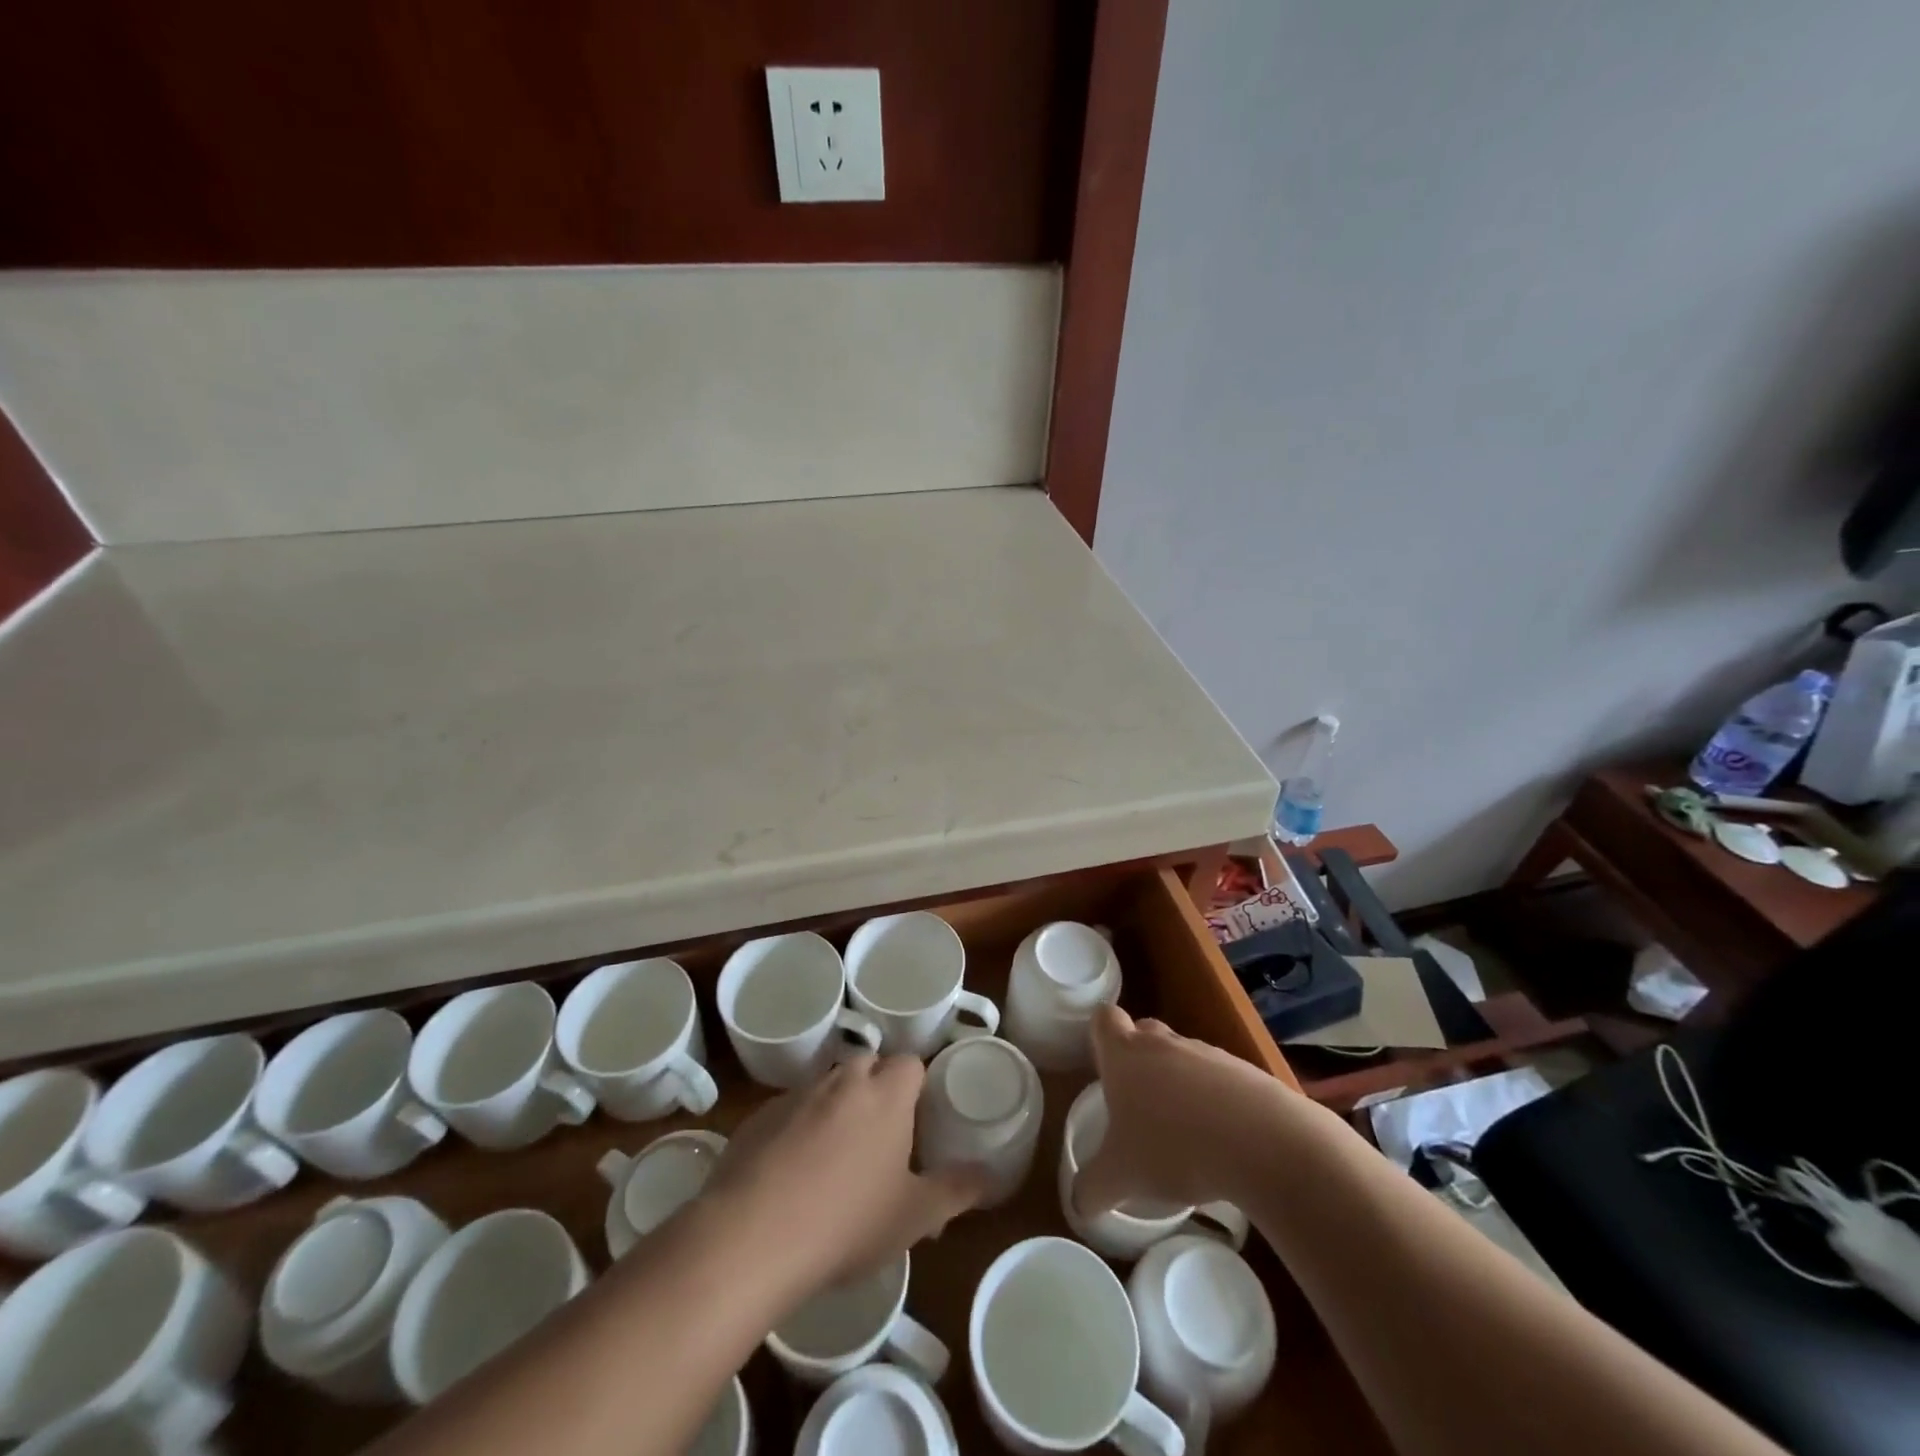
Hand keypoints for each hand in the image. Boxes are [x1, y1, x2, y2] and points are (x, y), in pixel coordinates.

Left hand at [703, 1053, 987, 1298]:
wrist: (753, 1236)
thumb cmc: (848, 1221)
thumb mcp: (914, 1216)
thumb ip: (957, 1190)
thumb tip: (992, 1175)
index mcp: (886, 1094)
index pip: (910, 1064)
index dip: (916, 1086)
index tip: (917, 1118)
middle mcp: (842, 1080)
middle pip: (867, 1065)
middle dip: (875, 1089)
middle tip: (880, 1138)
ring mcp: (796, 1095)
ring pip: (826, 1086)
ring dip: (835, 1108)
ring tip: (835, 1159)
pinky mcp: (758, 1117)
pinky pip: (789, 1111)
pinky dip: (796, 1129)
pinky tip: (790, 1175)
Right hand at [1075, 1004, 1287, 1215]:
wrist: (1263, 1142)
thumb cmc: (1174, 1146)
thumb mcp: (1122, 1176)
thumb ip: (1092, 1188)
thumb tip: (1078, 1204)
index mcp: (1125, 1053)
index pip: (1104, 1018)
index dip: (1100, 1035)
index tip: (1102, 1064)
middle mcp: (1163, 1043)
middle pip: (1143, 1032)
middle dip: (1138, 1060)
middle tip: (1137, 1103)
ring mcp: (1207, 1053)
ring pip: (1182, 1056)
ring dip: (1178, 1082)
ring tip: (1182, 1132)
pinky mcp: (1245, 1072)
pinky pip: (1219, 1079)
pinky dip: (1214, 1101)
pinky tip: (1220, 1140)